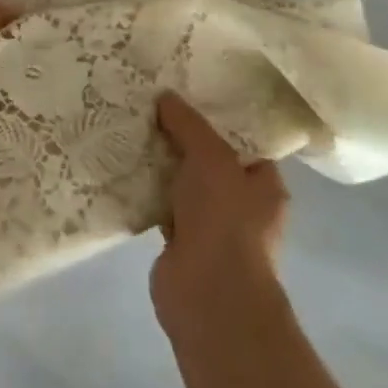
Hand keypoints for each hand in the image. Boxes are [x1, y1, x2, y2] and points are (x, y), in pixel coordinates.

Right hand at [150, 91, 288, 328]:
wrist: (209, 295)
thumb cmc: (224, 218)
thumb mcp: (210, 155)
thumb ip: (188, 124)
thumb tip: (166, 96)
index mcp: (264, 184)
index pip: (243, 141)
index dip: (217, 117)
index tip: (187, 93)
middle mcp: (242, 205)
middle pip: (209, 160)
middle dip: (182, 137)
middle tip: (151, 104)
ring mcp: (211, 227)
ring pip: (183, 182)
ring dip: (161, 163)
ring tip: (131, 127)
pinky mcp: (180, 243)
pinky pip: (161, 205)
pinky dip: (146, 190)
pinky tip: (123, 166)